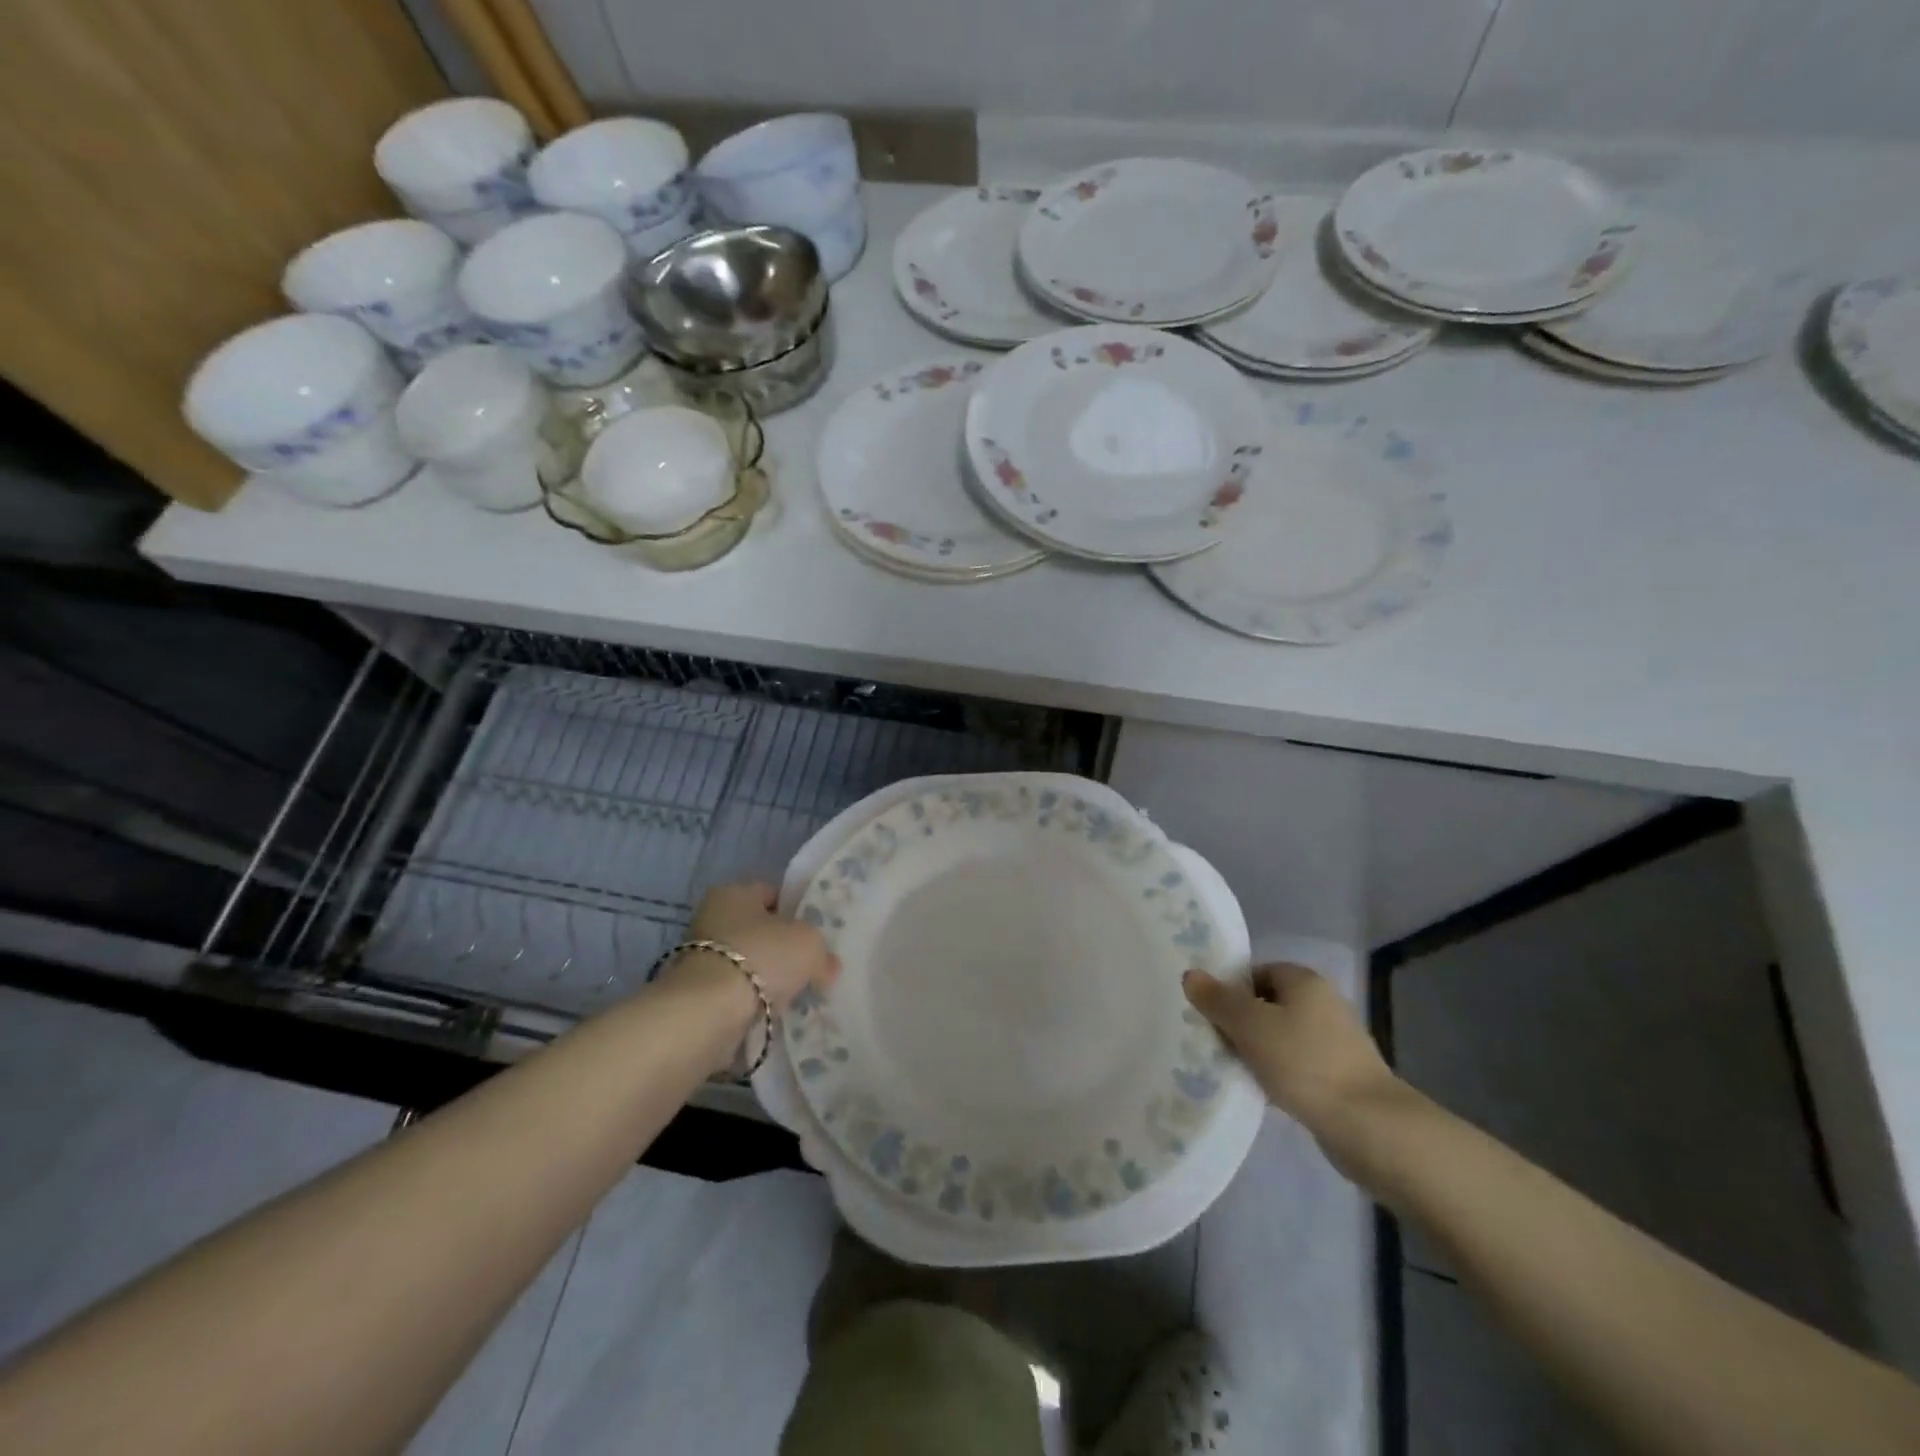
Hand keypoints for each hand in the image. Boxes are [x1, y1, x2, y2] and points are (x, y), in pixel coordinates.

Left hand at [670, 882, 839, 1016]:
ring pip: (749, 964)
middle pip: (759, 930)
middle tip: (811, 965)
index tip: (818, 932)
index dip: (798, 910)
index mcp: (734, 892)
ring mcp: (700, 958)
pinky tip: (774, 1013)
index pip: (773, 893)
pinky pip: (737, 993)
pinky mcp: (697, 995)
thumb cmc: (762, 956)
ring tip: (796, 994)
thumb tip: (827, 966)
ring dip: (769, 978)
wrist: (709, 1012)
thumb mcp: (809, 943)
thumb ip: (822, 951)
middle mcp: (711, 918)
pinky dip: (754, 1002)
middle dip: (783, 948)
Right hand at [1183, 963, 1399, 1136]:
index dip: (1231, 989)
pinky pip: (1297, 1064)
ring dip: (1258, 1050)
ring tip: (1233, 1068)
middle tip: (1214, 1041)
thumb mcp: (1250, 1026)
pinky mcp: (1341, 1075)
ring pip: (1282, 1036)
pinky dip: (1279, 1073)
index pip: (1257, 972)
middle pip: (1268, 1003)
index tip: (1209, 1014)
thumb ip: (1217, 1000)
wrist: (1369, 1126)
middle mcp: (1324, 1003)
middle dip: (1241, 1022)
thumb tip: (1190, 974)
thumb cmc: (1304, 1063)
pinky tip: (1263, 1091)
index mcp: (1305, 980)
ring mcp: (1336, 1041)